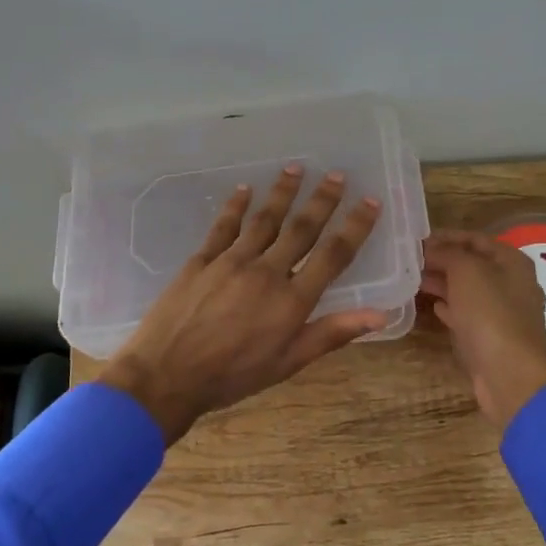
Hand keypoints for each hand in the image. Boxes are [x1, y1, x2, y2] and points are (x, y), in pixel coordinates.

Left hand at [98, 166, 387, 442]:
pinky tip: (244, 190)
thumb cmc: (231, 376)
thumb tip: (379, 315)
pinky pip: (224, 225)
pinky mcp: (202, 259)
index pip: (333, 255)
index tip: (370, 201)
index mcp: (292, 300)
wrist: (166, 375)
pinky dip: (236, 206)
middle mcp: (267, 272)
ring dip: (283, 192)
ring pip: (265, 219)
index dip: (355, 226)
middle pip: (301, 228)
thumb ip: (331, 334)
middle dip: (322, 200)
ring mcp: (232, 261)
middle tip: (337, 174)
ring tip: (296, 169)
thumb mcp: (288, 363)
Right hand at [422, 230, 545, 427]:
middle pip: (472, 264)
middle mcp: (511, 283)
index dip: (445, 236)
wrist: (509, 374)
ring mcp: (503, 312)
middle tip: (409, 261)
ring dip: (442, 283)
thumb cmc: (490, 314)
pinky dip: (451, 307)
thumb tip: (430, 249)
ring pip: (468, 290)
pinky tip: (434, 307)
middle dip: (441, 260)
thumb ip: (448, 254)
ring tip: (413, 280)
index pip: (475, 238)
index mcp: (511, 262)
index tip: (416, 239)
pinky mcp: (492, 337)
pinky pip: (468, 314)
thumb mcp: (466, 272)